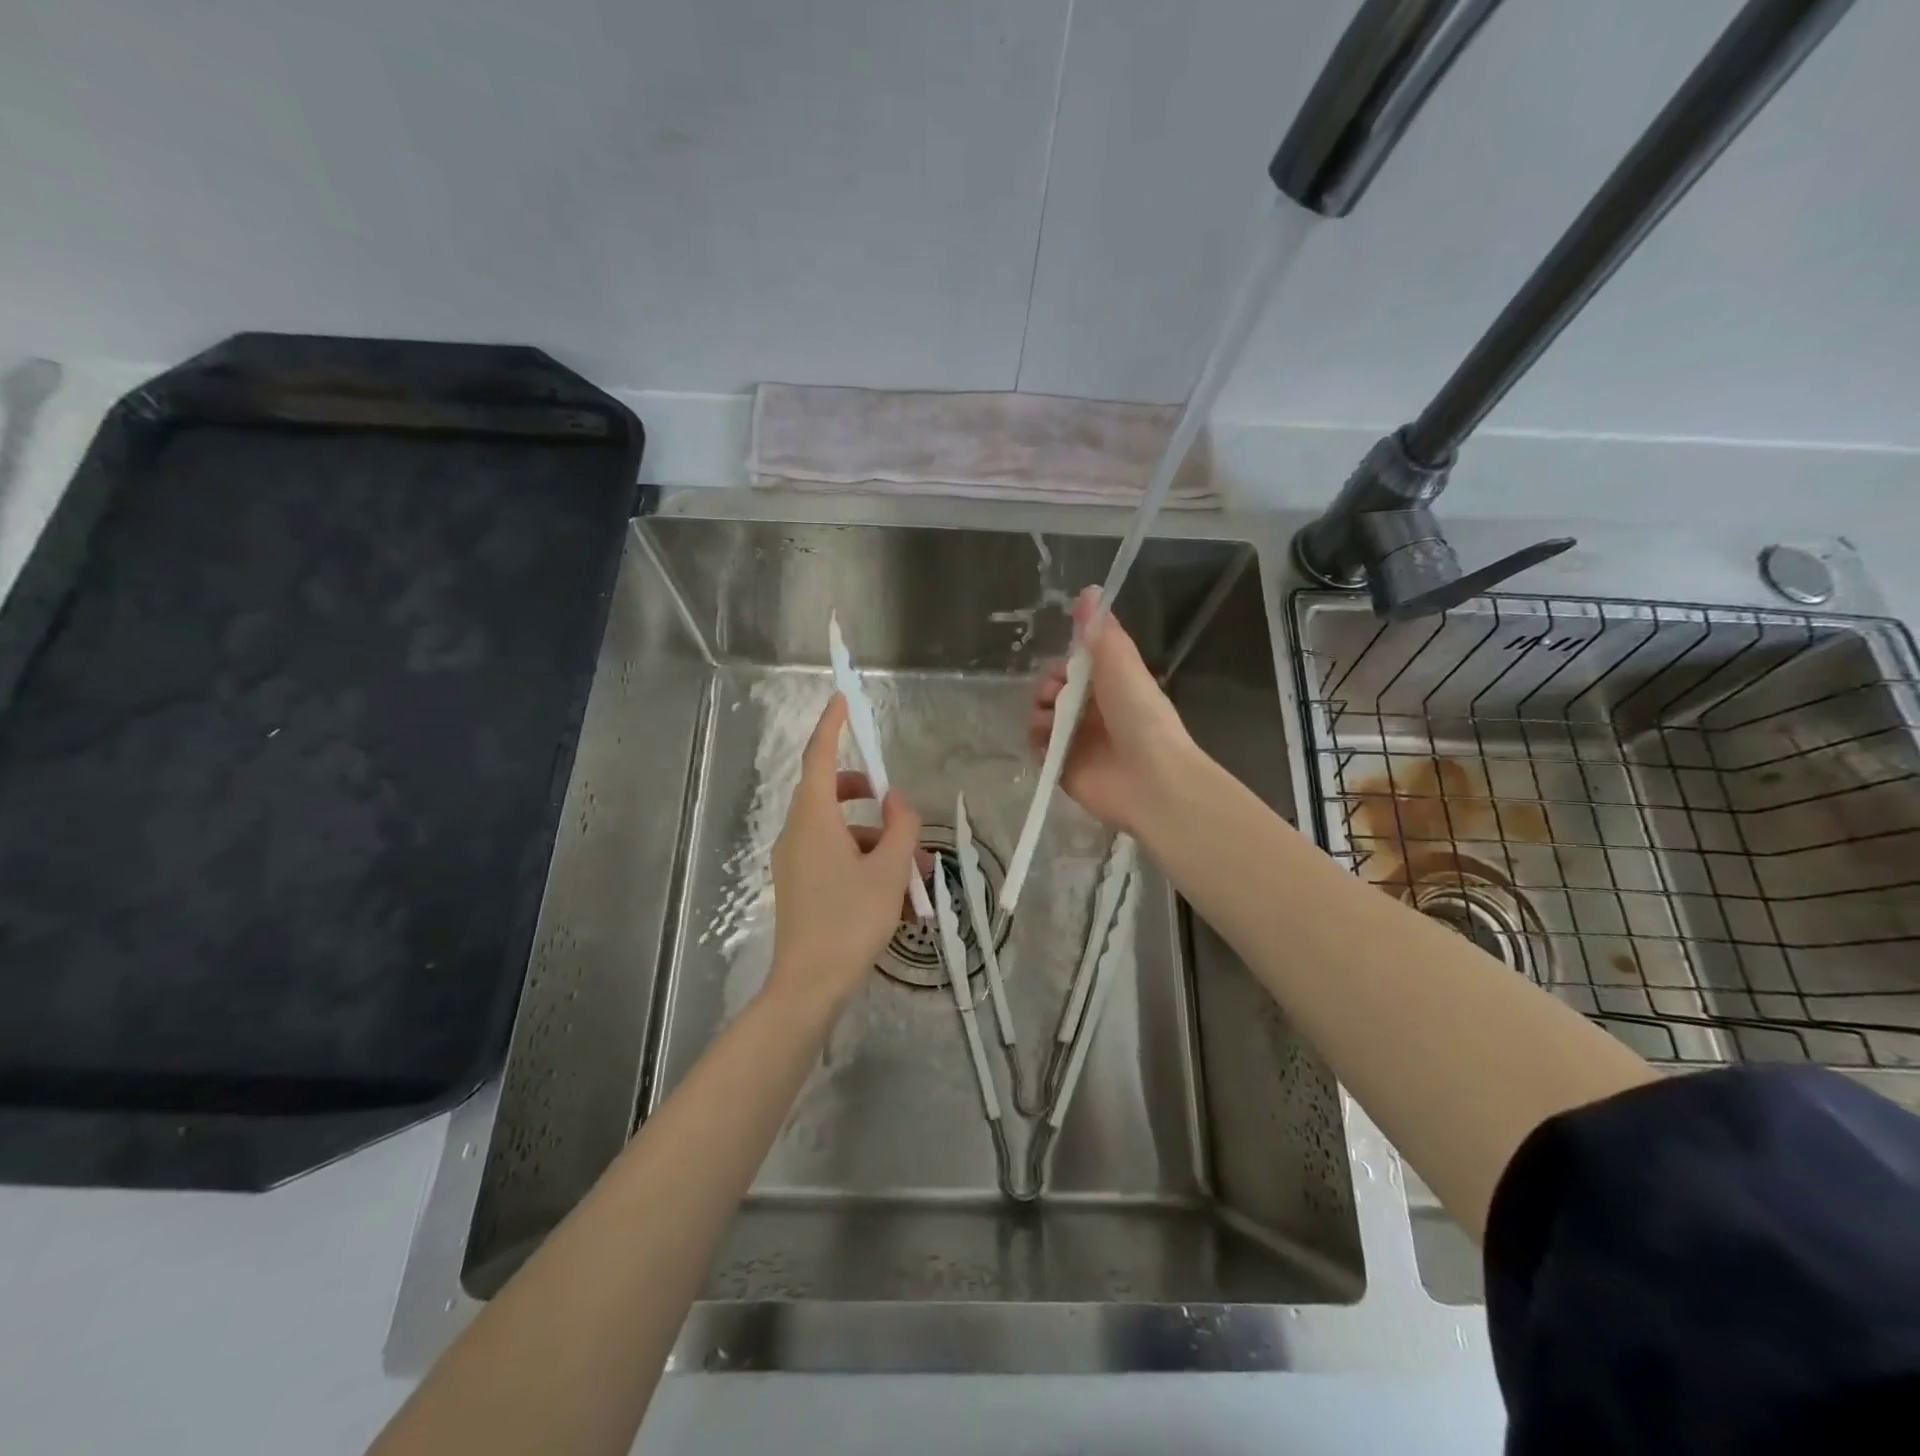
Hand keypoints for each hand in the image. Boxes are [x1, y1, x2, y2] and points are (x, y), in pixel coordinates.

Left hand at [766, 694, 925, 1014]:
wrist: (810, 984)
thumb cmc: (851, 919)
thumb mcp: (889, 870)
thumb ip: (900, 827)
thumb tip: (897, 801)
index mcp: (813, 819)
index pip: (819, 757)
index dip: (831, 725)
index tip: (842, 698)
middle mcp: (797, 832)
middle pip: (828, 792)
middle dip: (865, 793)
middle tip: (894, 804)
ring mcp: (795, 860)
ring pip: (837, 829)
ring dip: (874, 836)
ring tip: (915, 865)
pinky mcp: (799, 884)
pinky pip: (832, 854)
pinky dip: (862, 858)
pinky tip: (894, 889)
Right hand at [1029, 587, 1196, 833]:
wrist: (1149, 777)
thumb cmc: (1139, 714)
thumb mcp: (1121, 662)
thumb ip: (1099, 631)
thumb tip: (1088, 590)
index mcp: (1110, 687)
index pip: (1074, 669)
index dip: (1062, 665)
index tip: (1062, 667)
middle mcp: (1092, 713)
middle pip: (1053, 692)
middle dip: (1047, 688)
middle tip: (1056, 694)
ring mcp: (1077, 742)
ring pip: (1042, 719)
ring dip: (1039, 713)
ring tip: (1051, 720)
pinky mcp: (1064, 768)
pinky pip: (1038, 749)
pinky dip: (1037, 741)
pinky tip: (1047, 739)